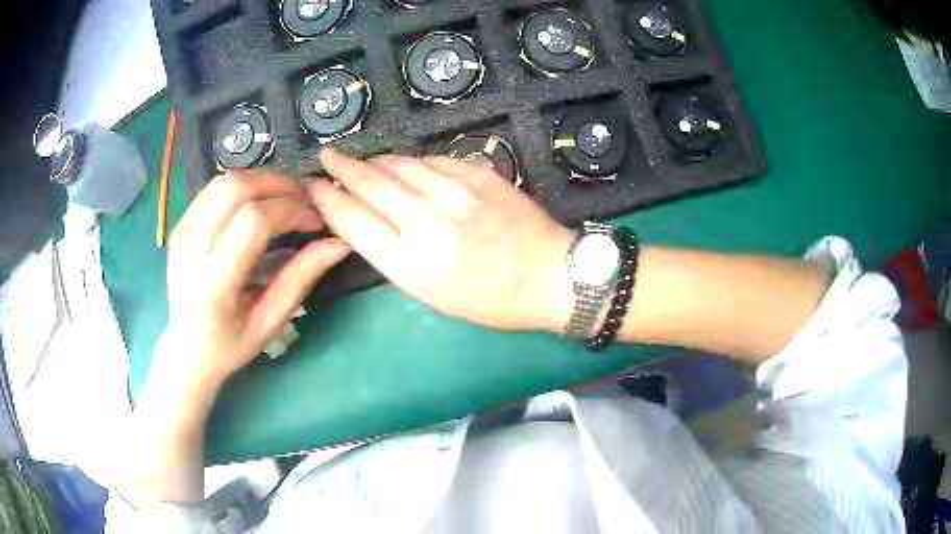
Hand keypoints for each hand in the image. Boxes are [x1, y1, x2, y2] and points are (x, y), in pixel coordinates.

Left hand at [158, 170, 350, 397]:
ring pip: (224, 180)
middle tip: (305, 201)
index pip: (253, 221)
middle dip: (279, 184)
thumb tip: (339, 242)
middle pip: (236, 188)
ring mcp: (181, 231)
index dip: (291, 210)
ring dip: (262, 181)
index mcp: (213, 282)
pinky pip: (214, 189)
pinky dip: (244, 187)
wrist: (184, 349)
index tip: (315, 222)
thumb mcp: (270, 322)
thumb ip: (301, 278)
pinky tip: (259, 204)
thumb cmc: (229, 345)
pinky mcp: (180, 224)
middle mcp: (191, 248)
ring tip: (286, 199)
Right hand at [309, 149, 574, 330]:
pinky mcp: (480, 174)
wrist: (552, 276)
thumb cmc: (492, 300)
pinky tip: (403, 164)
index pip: (352, 221)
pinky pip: (433, 160)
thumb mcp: (433, 295)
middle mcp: (430, 224)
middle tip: (325, 157)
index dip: (326, 199)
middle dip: (341, 167)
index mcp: (413, 265)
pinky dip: (411, 161)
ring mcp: (457, 194)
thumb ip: (394, 255)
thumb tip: (365, 219)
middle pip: (370, 184)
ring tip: (361, 161)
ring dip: (375, 161)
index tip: (312, 187)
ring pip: (400, 165)